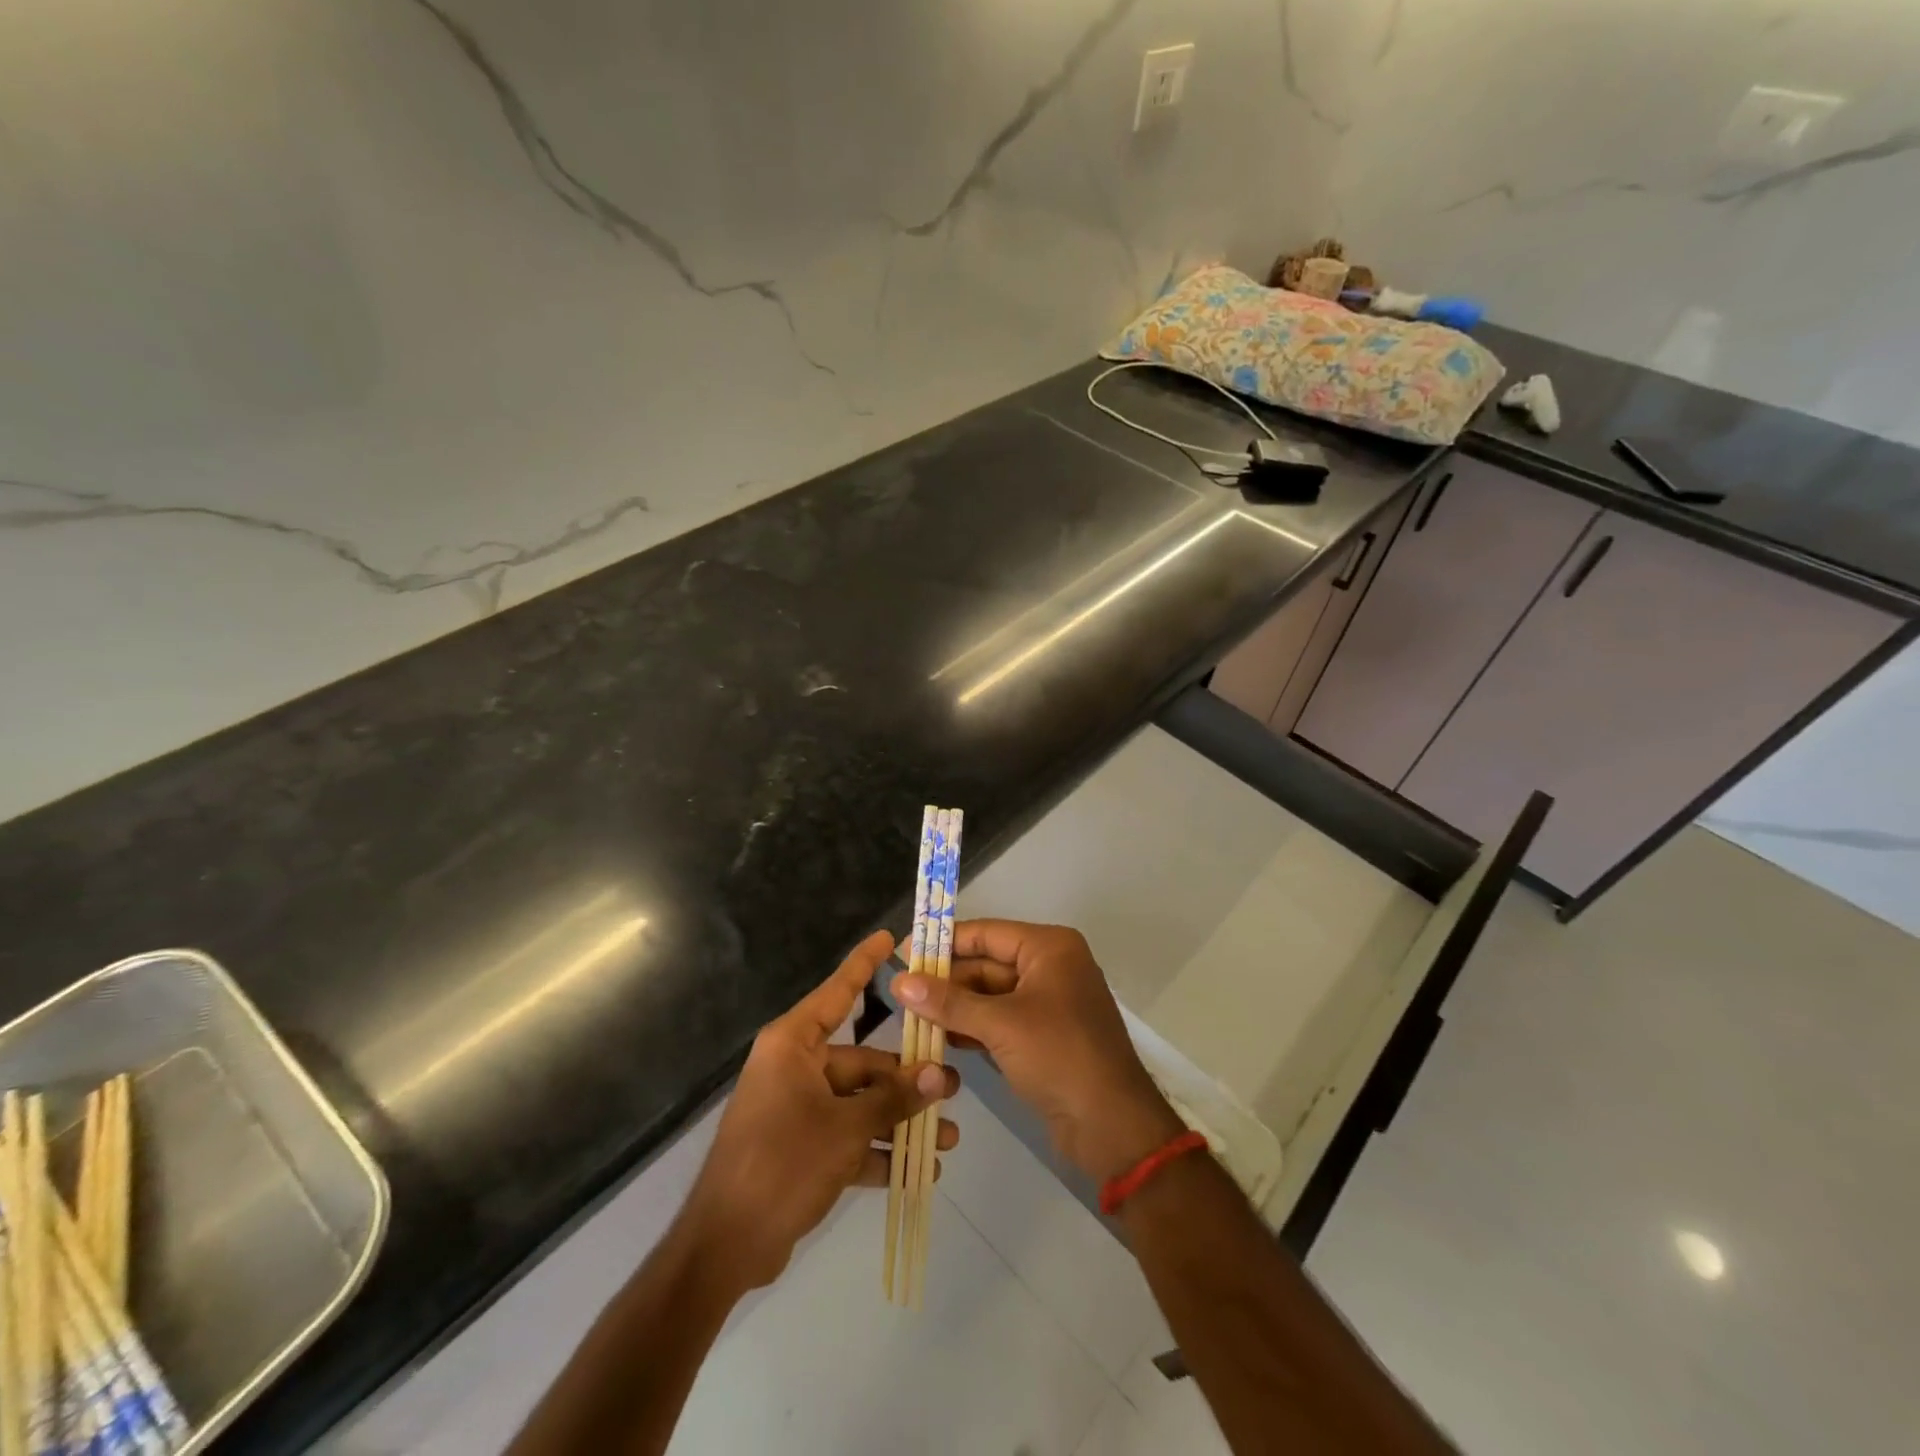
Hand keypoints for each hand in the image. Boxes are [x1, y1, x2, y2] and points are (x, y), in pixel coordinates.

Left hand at [679, 930, 958, 1292]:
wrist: (724, 1247)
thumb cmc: (781, 1165)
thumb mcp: (844, 1129)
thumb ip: (892, 1100)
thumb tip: (938, 1074)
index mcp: (794, 1045)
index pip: (837, 992)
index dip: (864, 964)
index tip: (889, 936)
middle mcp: (796, 1068)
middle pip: (862, 1062)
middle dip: (906, 1080)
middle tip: (951, 1089)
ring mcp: (798, 1109)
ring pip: (860, 1103)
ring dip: (899, 1121)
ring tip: (946, 1138)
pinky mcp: (801, 1147)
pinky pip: (848, 1136)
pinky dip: (878, 1152)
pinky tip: (920, 1170)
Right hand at [897, 920, 1184, 1183]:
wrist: (1112, 1127)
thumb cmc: (1060, 1057)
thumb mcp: (1001, 1025)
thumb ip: (948, 1002)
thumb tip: (898, 981)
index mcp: (1049, 948)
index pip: (986, 933)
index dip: (944, 942)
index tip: (903, 952)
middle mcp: (1050, 967)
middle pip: (986, 963)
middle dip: (946, 980)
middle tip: (900, 993)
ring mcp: (1047, 1004)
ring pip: (989, 995)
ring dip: (954, 1007)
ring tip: (910, 1017)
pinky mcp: (1042, 1037)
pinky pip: (999, 1021)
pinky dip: (971, 1027)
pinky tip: (938, 1039)